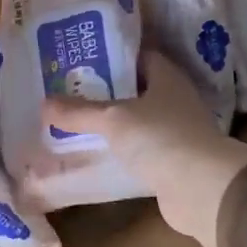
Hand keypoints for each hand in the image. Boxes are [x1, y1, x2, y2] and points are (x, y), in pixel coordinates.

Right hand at [42, 51, 246, 246]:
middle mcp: (175, 102)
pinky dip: (118, 154)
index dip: (112, 56)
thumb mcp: (113, 119)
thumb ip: (79, 111)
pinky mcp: (171, 164)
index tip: (81, 60)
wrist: (201, 189)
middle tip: (69, 93)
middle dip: (105, 93)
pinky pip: (138, 153)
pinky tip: (94, 157)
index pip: (140, 57)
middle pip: (135, 92)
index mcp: (167, 79)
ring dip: (111, 126)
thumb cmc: (160, 138)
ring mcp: (176, 134)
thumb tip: (44, 103)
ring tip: (75, 124)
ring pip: (136, 124)